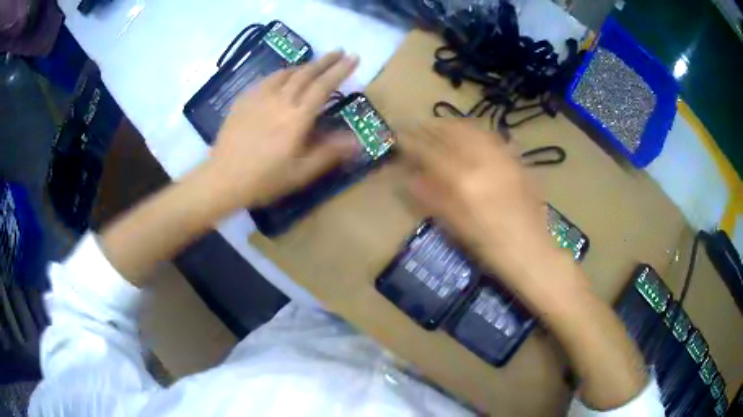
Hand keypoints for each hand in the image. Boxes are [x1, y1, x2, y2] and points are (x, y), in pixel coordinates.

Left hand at [206, 51, 358, 208]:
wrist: (223, 178)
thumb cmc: (265, 179)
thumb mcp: (301, 172)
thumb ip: (329, 152)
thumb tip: (357, 140)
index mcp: (297, 117)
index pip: (324, 86)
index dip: (341, 70)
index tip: (354, 57)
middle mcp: (280, 100)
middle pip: (306, 73)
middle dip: (325, 60)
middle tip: (339, 52)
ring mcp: (259, 97)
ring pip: (286, 73)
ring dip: (304, 66)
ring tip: (314, 65)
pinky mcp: (244, 100)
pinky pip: (267, 79)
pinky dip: (281, 74)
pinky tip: (282, 78)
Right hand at [398, 119, 585, 304]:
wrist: (530, 251)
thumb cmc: (489, 247)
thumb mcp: (455, 226)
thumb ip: (431, 198)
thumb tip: (410, 177)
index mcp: (464, 182)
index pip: (430, 152)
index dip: (412, 143)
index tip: (400, 137)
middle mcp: (483, 162)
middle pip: (452, 133)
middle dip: (432, 127)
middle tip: (418, 126)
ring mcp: (503, 158)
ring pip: (473, 129)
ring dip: (453, 124)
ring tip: (441, 125)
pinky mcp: (516, 161)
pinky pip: (493, 137)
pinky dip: (476, 131)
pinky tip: (471, 134)